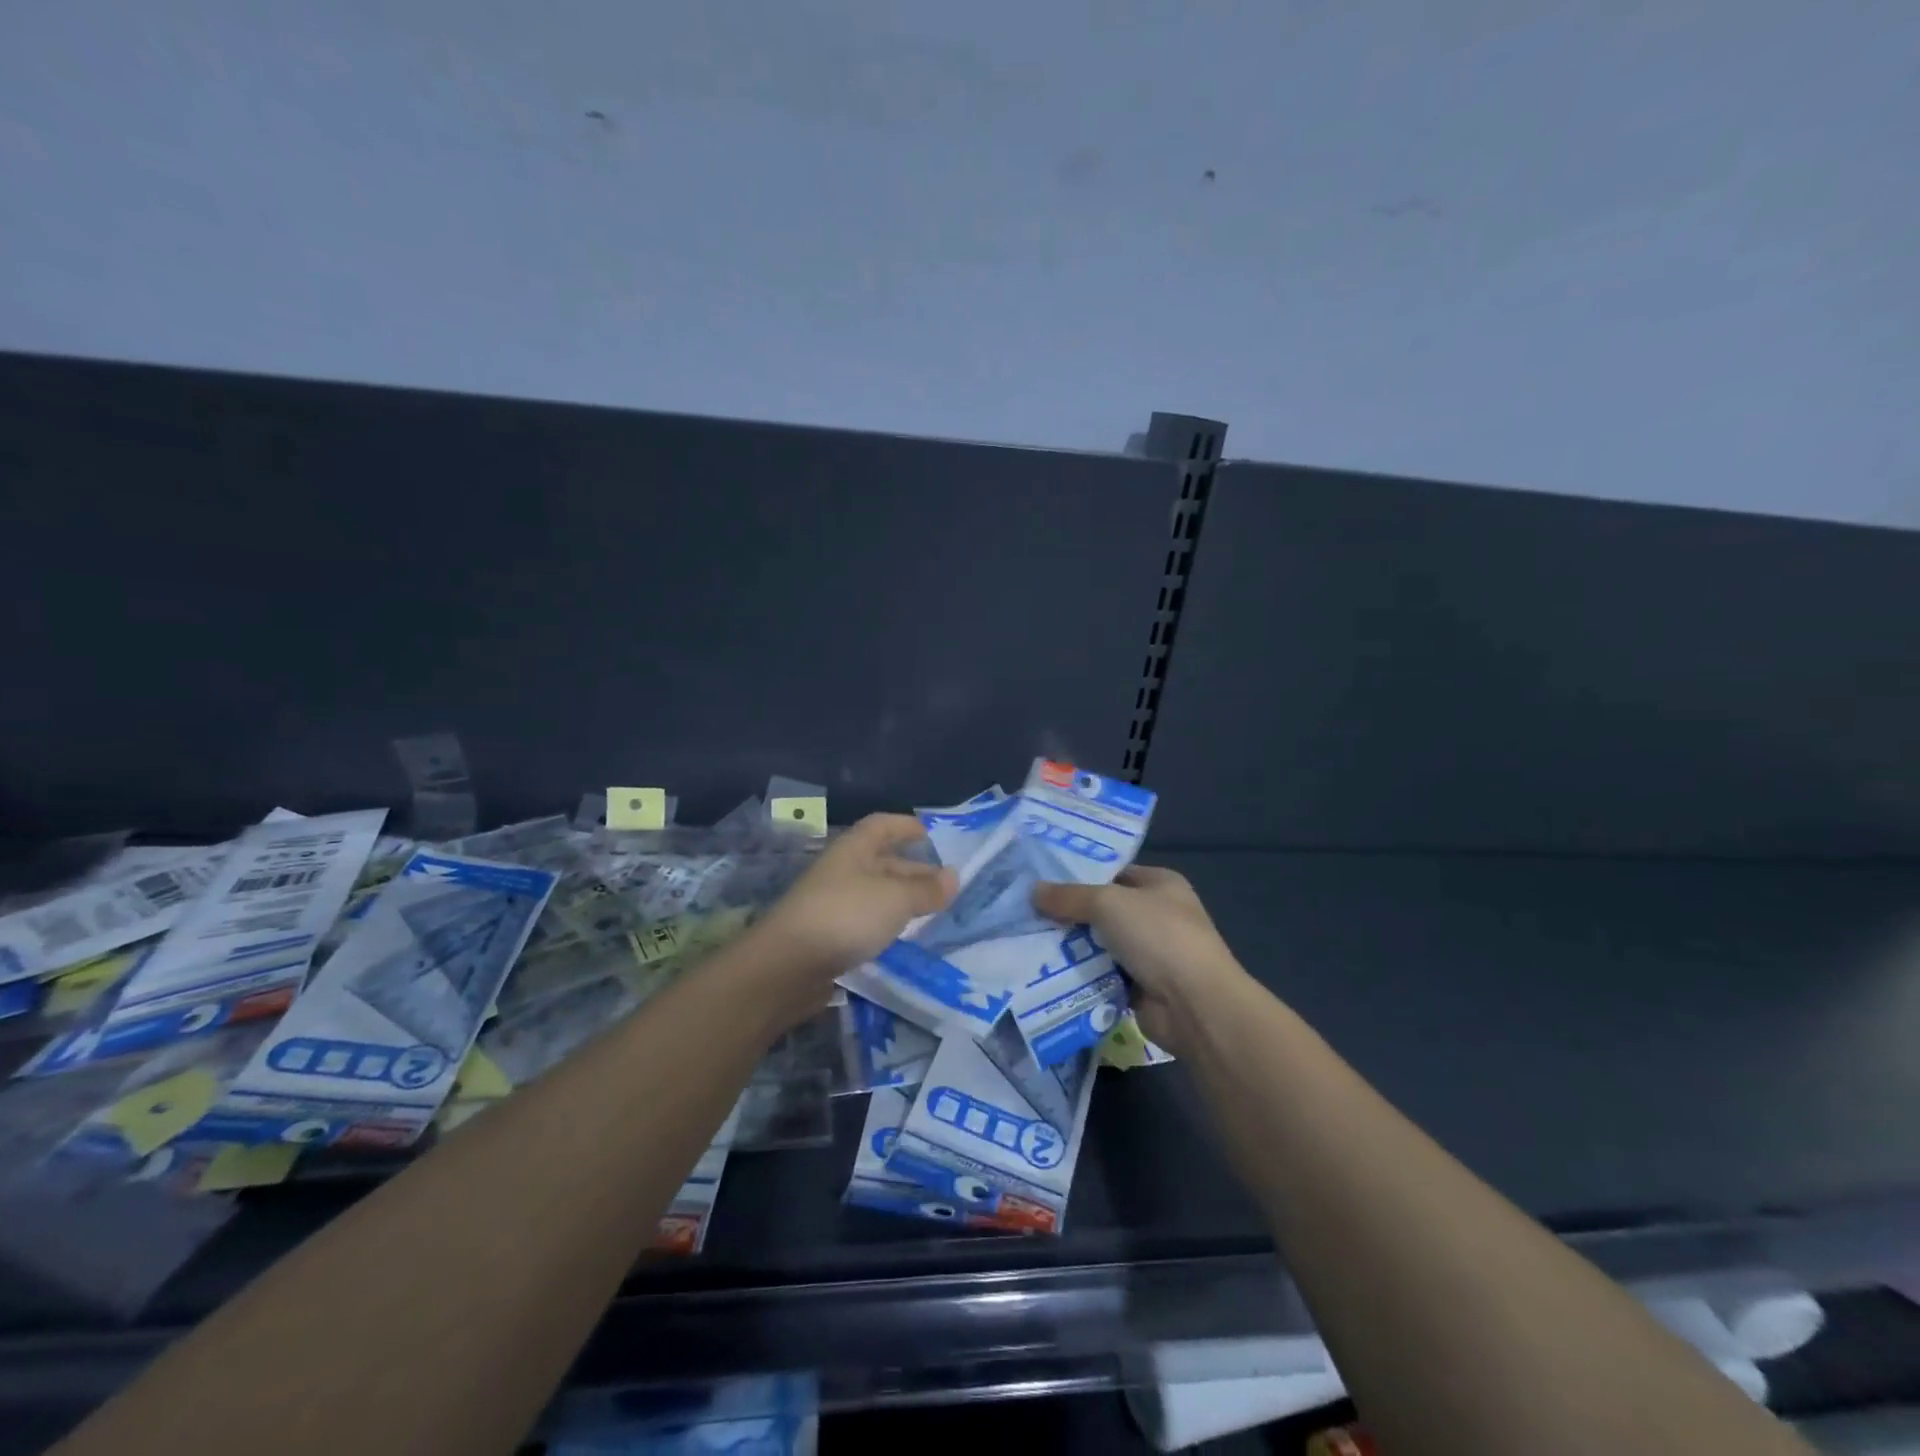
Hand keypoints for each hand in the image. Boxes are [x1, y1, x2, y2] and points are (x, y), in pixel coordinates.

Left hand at [753, 813, 956, 979]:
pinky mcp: (826, 936)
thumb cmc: (846, 916)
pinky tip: (901, 938)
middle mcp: (840, 871)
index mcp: (853, 849)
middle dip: (911, 869)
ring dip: (900, 899)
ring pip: (873, 893)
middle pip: (880, 861)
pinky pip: (863, 921)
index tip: (929, 835)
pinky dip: (885, 924)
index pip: (881, 825)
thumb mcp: (895, 898)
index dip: (905, 826)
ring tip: (929, 911)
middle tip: (943, 884)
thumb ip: (926, 889)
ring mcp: (830, 904)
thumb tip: (954, 876)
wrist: (787, 966)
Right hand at [1033, 865, 1248, 1051]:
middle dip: (1069, 914)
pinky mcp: (1140, 987)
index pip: (1112, 873)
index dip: (1079, 876)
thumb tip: (1034, 891)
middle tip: (1026, 914)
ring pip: (1099, 944)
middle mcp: (1157, 915)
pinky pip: (1102, 974)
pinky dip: (1081, 975)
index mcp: (1160, 884)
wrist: (1194, 1004)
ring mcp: (1150, 953)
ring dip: (1071, 947)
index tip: (1041, 881)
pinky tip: (1047, 973)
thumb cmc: (1157, 937)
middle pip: (1103, 910)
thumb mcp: (1108, 903)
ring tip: (1028, 942)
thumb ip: (1069, 896)